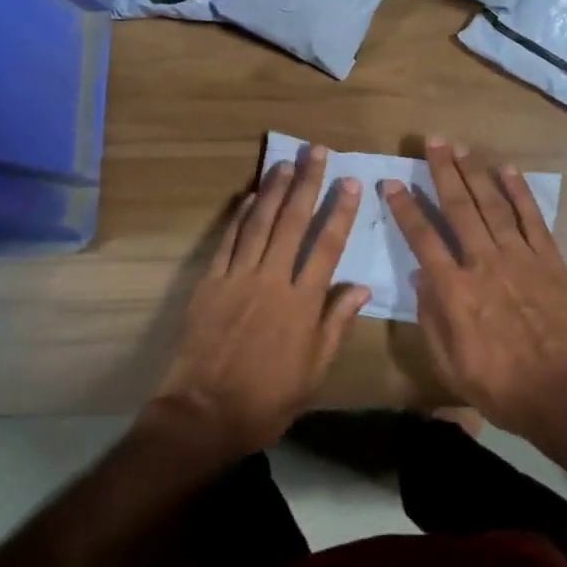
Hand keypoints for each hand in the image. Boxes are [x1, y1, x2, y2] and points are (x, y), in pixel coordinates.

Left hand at [152, 146, 368, 457]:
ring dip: (273, 190)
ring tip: (285, 162)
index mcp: (302, 303)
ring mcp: (237, 278)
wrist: (204, 414)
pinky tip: (248, 197)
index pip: (327, 246)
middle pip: (292, 222)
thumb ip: (337, 324)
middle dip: (306, 184)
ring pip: (259, 223)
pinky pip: (228, 241)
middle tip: (316, 152)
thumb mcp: (315, 370)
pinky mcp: (210, 282)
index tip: (350, 183)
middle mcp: (271, 280)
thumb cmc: (268, 398)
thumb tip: (362, 287)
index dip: (340, 212)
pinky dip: (239, 216)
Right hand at [382, 138, 566, 438]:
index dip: (405, 208)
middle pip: (458, 208)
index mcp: (455, 290)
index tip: (393, 182)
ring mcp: (520, 257)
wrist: (566, 395)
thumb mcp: (450, 364)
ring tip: (461, 146)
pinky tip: (508, 171)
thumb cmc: (502, 387)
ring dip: (475, 172)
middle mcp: (484, 263)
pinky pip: (532, 218)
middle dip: (442, 171)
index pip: (422, 238)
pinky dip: (520, 193)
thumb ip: (431, 317)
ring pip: (493, 204)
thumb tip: (422, 275)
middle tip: (431, 141)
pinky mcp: (550, 260)